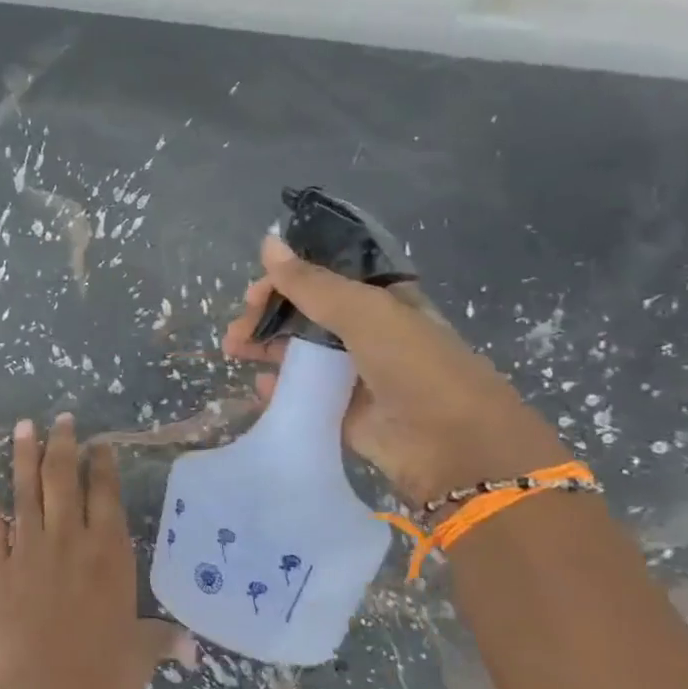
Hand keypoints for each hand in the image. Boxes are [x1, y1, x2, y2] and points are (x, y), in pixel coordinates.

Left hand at [0, 415, 176, 688]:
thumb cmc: (105, 682)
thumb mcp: (141, 655)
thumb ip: (161, 639)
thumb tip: (191, 647)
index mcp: (110, 554)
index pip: (106, 495)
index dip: (102, 465)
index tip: (99, 443)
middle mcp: (70, 541)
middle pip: (64, 479)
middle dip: (63, 445)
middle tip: (61, 420)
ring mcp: (29, 551)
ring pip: (26, 491)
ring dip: (24, 456)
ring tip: (24, 426)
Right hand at [223, 235, 569, 506]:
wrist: (453, 446)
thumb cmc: (415, 366)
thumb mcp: (363, 312)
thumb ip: (311, 282)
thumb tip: (267, 242)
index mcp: (382, 301)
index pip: (325, 280)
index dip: (286, 281)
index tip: (254, 294)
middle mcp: (368, 334)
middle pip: (306, 316)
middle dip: (267, 318)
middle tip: (237, 331)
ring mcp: (356, 375)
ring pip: (300, 354)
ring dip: (265, 349)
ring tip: (235, 353)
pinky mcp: (343, 412)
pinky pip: (303, 394)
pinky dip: (279, 389)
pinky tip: (261, 387)